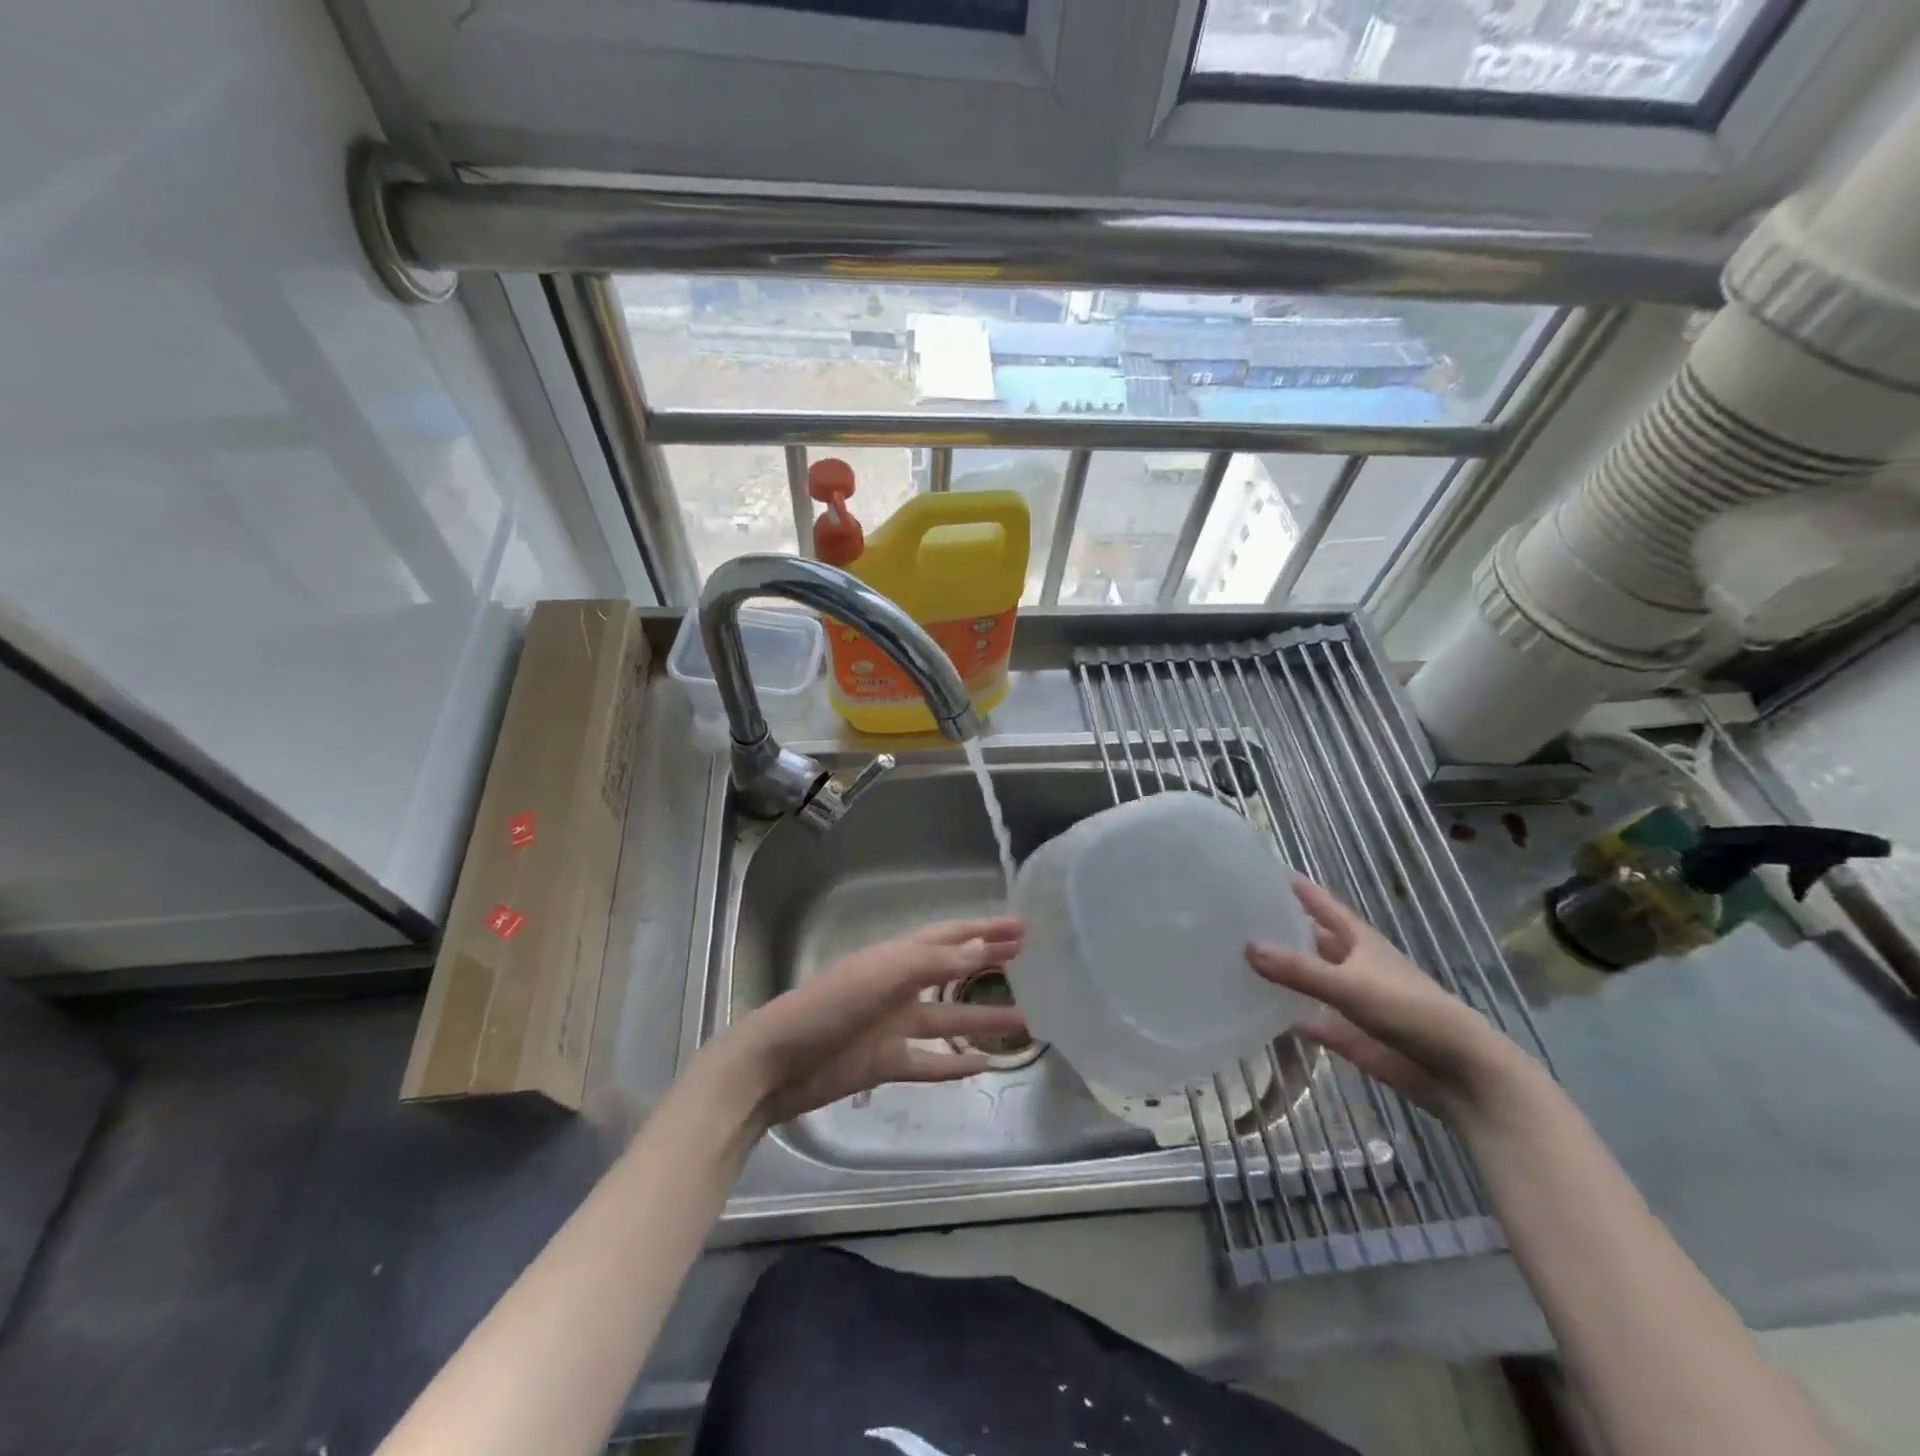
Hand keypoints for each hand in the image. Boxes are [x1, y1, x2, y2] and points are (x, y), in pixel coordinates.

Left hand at [700, 917, 1026, 1128]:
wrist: (775, 1064)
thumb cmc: (826, 1007)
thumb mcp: (881, 976)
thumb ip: (932, 962)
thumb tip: (981, 947)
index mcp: (895, 957)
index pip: (949, 937)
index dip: (984, 931)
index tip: (1021, 928)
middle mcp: (898, 987)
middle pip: (953, 972)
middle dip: (987, 965)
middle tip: (1030, 962)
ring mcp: (892, 1026)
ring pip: (948, 1019)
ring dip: (983, 1020)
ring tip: (1026, 1022)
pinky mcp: (884, 1062)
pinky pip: (928, 1061)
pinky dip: (953, 1063)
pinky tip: (982, 1065)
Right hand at [1246, 880, 1540, 1127]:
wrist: (1458, 1072)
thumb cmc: (1409, 1011)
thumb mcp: (1349, 985)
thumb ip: (1299, 970)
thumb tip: (1247, 947)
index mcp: (1359, 941)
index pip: (1322, 904)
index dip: (1296, 888)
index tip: (1261, 871)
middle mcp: (1353, 964)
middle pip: (1312, 940)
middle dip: (1281, 930)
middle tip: (1236, 919)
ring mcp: (1352, 1000)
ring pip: (1310, 980)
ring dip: (1283, 973)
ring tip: (1238, 960)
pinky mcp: (1350, 1034)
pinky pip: (1313, 1020)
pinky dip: (1291, 1017)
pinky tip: (1262, 1013)